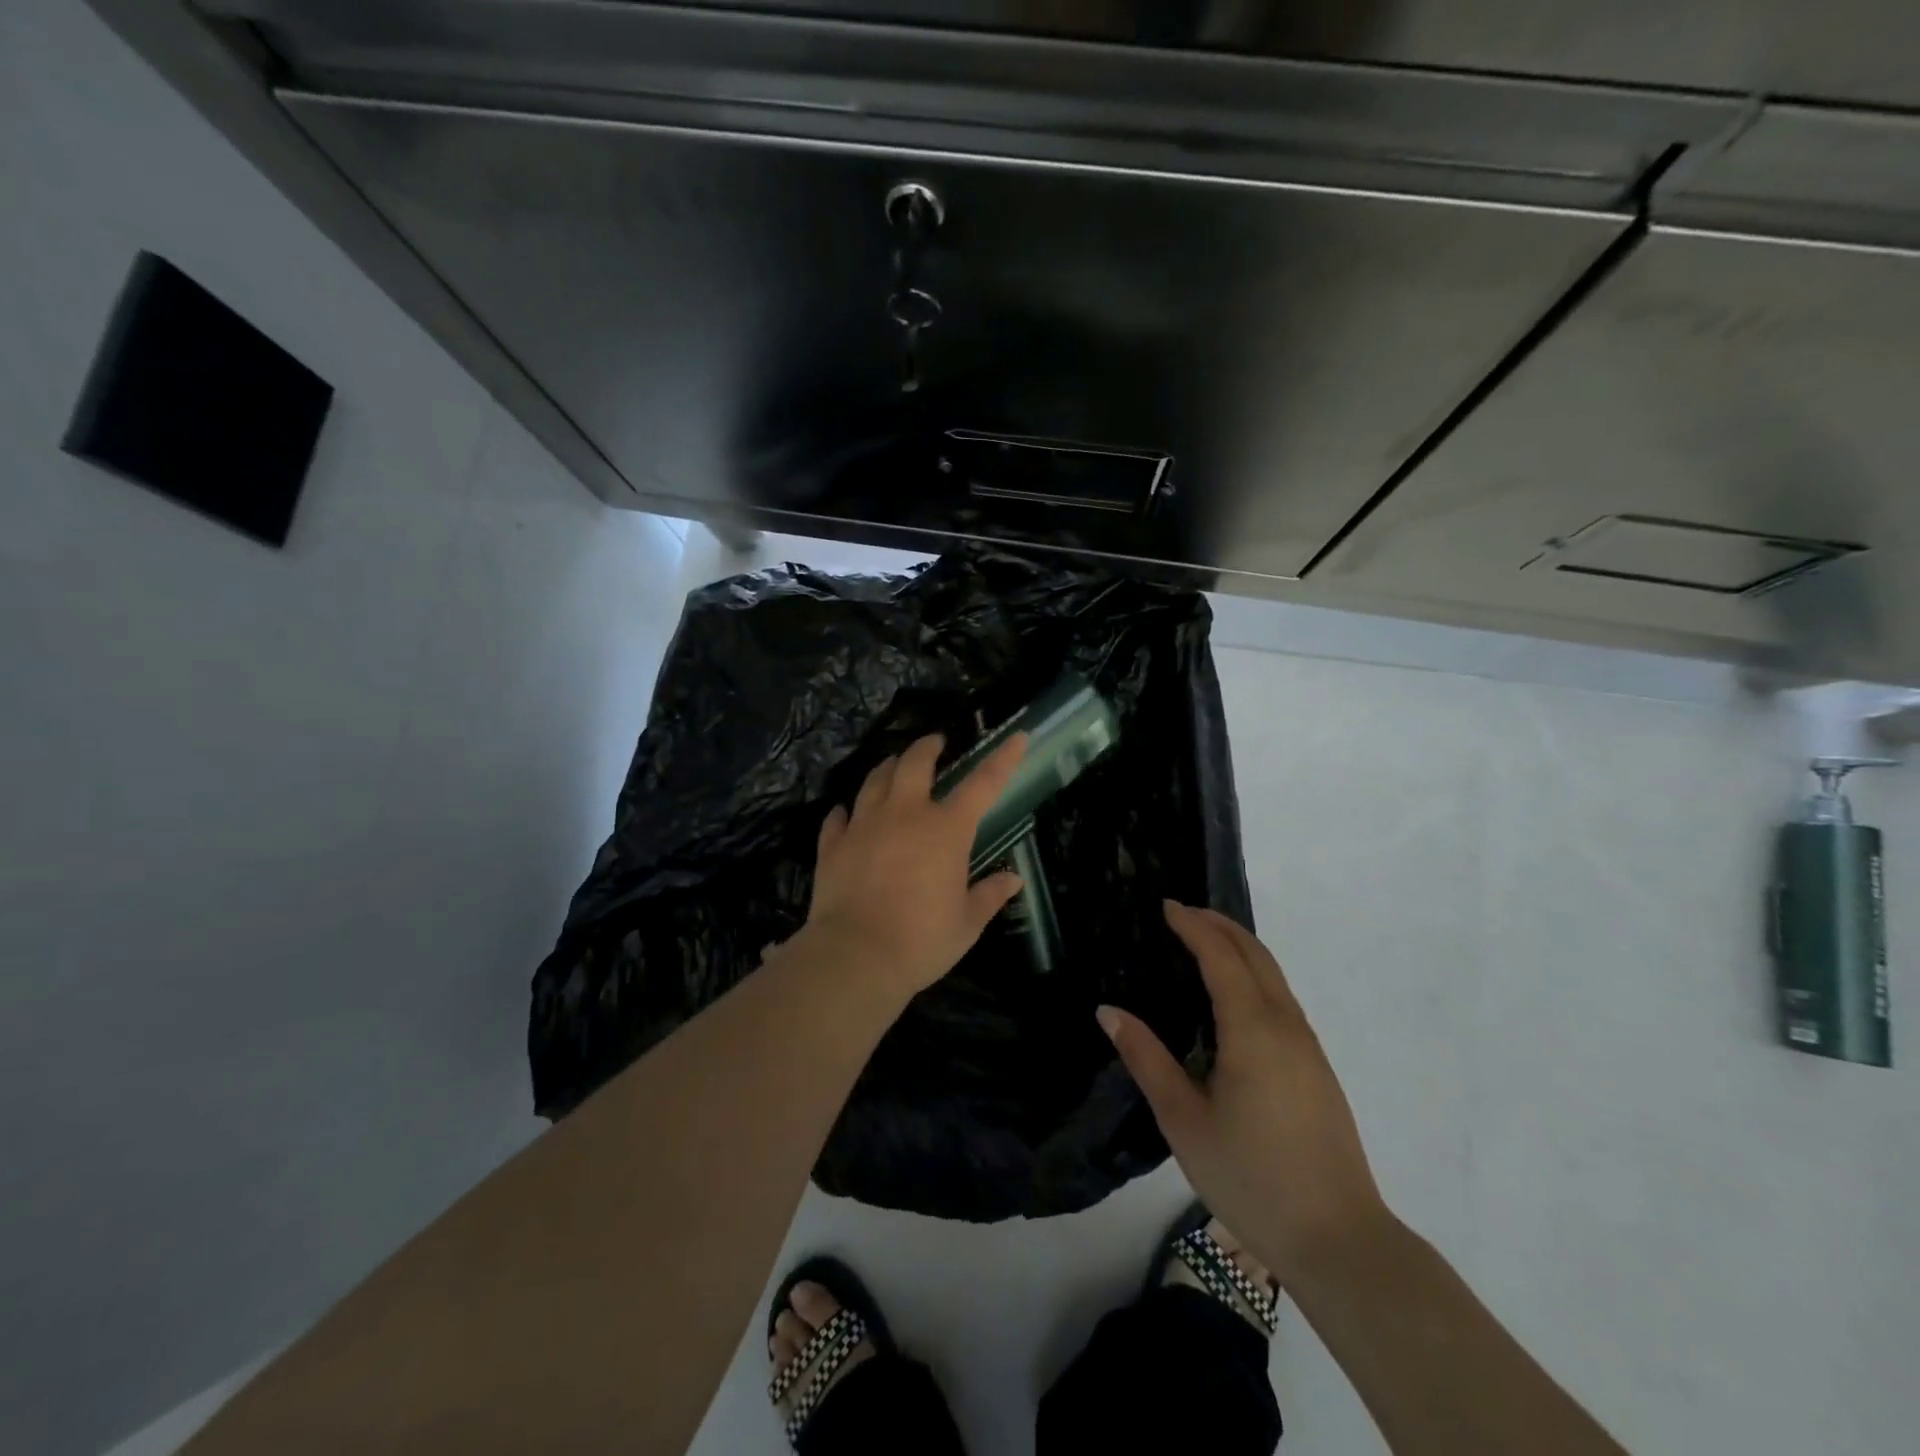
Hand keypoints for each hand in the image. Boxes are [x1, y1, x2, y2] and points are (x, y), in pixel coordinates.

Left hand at [801, 732, 1027, 1000]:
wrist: (855, 957)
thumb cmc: (922, 941)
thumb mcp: (967, 923)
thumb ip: (989, 895)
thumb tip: (1012, 879)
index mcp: (946, 829)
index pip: (983, 783)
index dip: (1003, 758)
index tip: (1016, 737)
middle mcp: (905, 814)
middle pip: (914, 762)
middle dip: (927, 746)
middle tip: (935, 743)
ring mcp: (864, 825)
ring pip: (875, 780)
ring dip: (887, 768)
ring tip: (893, 766)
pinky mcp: (833, 844)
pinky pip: (838, 817)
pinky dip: (846, 811)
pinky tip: (846, 813)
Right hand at [1098, 901, 1391, 1284]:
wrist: (1339, 1240)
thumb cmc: (1251, 1176)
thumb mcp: (1183, 1120)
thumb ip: (1146, 1059)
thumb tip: (1108, 1010)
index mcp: (1252, 1029)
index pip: (1221, 957)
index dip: (1193, 926)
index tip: (1166, 906)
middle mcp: (1285, 1025)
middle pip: (1256, 955)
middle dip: (1220, 925)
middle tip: (1183, 912)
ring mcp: (1308, 1046)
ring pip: (1274, 976)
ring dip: (1240, 948)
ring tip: (1204, 942)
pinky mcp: (1318, 1068)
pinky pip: (1282, 999)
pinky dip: (1255, 974)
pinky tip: (1234, 996)